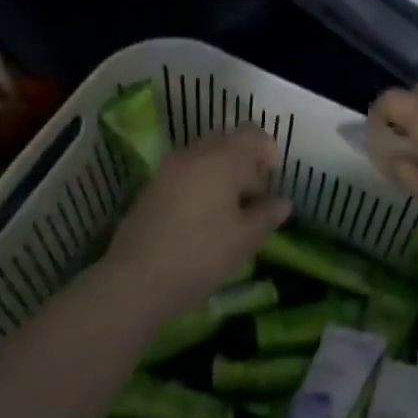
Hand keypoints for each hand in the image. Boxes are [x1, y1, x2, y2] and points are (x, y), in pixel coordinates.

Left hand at [107, 128, 290, 314]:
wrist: (134, 282)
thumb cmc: (200, 255)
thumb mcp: (244, 239)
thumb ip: (267, 215)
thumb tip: (283, 203)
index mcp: (222, 159)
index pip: (253, 135)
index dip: (268, 153)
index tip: (273, 182)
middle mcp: (194, 154)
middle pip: (227, 141)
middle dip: (245, 162)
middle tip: (254, 196)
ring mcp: (168, 169)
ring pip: (204, 156)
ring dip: (222, 173)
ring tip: (229, 210)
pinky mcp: (151, 188)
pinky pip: (185, 172)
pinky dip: (200, 183)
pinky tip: (203, 218)